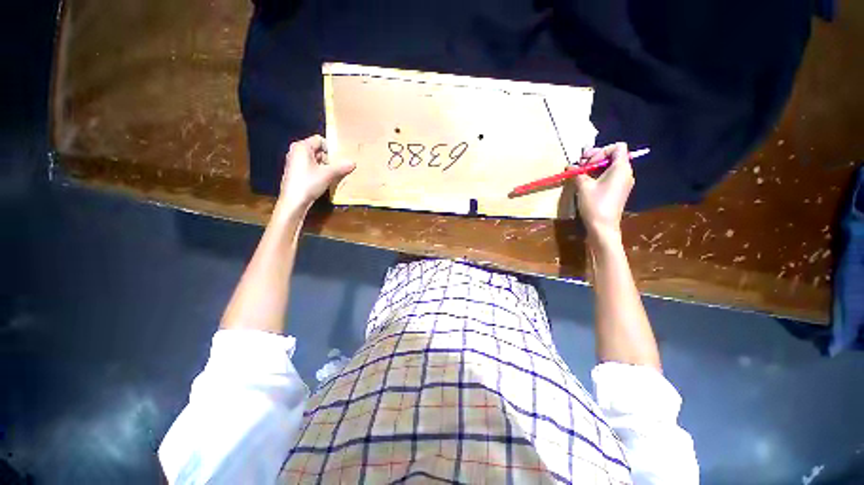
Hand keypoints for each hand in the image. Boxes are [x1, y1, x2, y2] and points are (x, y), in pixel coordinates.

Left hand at [278, 135, 354, 210]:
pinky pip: (310, 166)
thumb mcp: (328, 174)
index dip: (331, 148)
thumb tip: (353, 162)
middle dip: (329, 158)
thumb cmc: (309, 183)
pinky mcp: (296, 172)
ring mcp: (295, 162)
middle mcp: (296, 151)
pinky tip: (325, 180)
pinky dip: (319, 171)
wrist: (293, 201)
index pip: (320, 140)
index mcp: (302, 147)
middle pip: (317, 149)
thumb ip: (341, 167)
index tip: (339, 159)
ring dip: (325, 166)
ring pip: (315, 159)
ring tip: (334, 175)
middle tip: (339, 167)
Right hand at [574, 142, 633, 244]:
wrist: (603, 227)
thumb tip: (570, 166)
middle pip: (613, 156)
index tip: (587, 162)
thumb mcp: (583, 186)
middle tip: (580, 165)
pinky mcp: (619, 191)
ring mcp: (624, 183)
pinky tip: (587, 183)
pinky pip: (610, 176)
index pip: (617, 147)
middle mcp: (626, 173)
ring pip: (611, 166)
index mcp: (621, 168)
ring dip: (595, 167)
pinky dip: (599, 175)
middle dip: (595, 158)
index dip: (601, 150)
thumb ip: (578, 173)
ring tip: (581, 174)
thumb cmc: (595, 204)